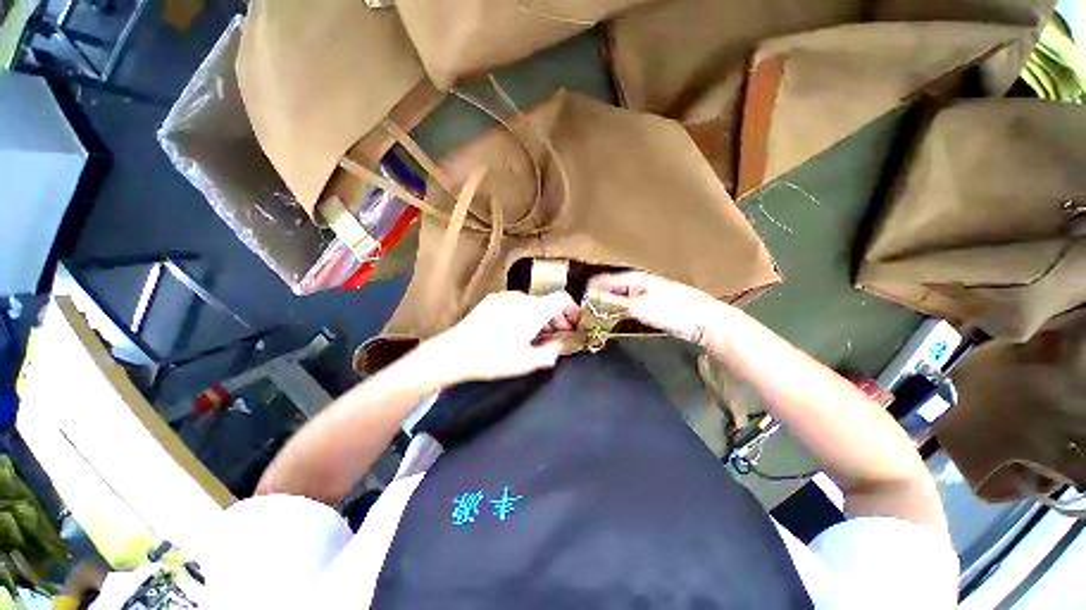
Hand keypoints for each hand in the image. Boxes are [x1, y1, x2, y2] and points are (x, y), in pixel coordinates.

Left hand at [428, 291, 579, 382]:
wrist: (455, 351)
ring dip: (540, 317)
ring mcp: (505, 296)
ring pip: (532, 303)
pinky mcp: (491, 300)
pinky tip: (514, 330)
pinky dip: (524, 314)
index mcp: (534, 310)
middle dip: (556, 319)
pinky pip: (516, 304)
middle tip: (556, 338)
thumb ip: (551, 353)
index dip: (573, 310)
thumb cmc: (494, 358)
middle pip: (547, 302)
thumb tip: (559, 346)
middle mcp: (522, 297)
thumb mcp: (527, 362)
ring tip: (535, 337)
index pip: (562, 298)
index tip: (574, 326)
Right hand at [587, 272, 727, 346]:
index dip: (588, 293)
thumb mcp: (641, 307)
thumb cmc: (674, 312)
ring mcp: (644, 290)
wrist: (707, 321)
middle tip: (589, 318)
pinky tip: (617, 319)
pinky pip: (626, 302)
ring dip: (606, 306)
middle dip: (595, 300)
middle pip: (607, 287)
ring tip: (599, 321)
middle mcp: (636, 280)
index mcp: (633, 277)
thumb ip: (614, 301)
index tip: (582, 310)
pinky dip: (618, 310)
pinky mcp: (650, 301)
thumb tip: (589, 296)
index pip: (600, 279)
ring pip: (616, 295)